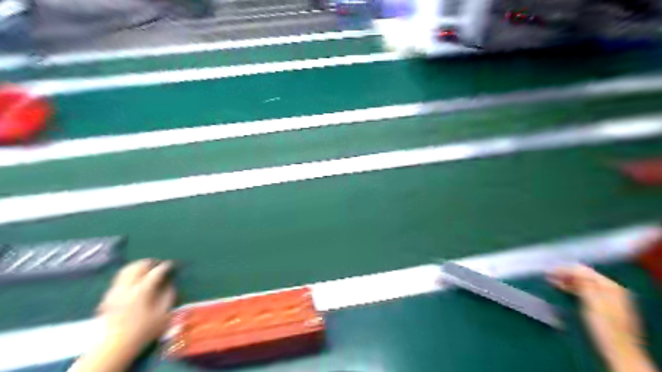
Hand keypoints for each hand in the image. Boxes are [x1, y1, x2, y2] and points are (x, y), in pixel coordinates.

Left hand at [97, 259, 174, 357]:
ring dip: (138, 267)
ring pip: (126, 270)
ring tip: (148, 269)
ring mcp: (115, 291)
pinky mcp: (108, 297)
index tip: (173, 265)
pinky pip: (119, 279)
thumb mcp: (163, 314)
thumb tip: (170, 284)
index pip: (156, 271)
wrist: (115, 346)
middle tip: (159, 265)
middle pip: (138, 266)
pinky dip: (129, 276)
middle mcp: (127, 287)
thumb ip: (168, 296)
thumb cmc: (143, 330)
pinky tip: (135, 283)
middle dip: (150, 262)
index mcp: (142, 291)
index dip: (166, 266)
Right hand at [549, 265, 650, 370]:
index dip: (566, 268)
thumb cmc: (604, 326)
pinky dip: (570, 287)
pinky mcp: (599, 306)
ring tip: (549, 279)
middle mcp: (610, 289)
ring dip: (565, 280)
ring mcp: (605, 298)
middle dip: (565, 273)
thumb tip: (571, 268)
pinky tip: (560, 287)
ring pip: (582, 283)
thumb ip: (584, 284)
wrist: (617, 351)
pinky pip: (582, 290)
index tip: (548, 269)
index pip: (585, 270)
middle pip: (583, 275)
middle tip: (546, 273)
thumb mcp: (593, 303)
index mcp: (611, 287)